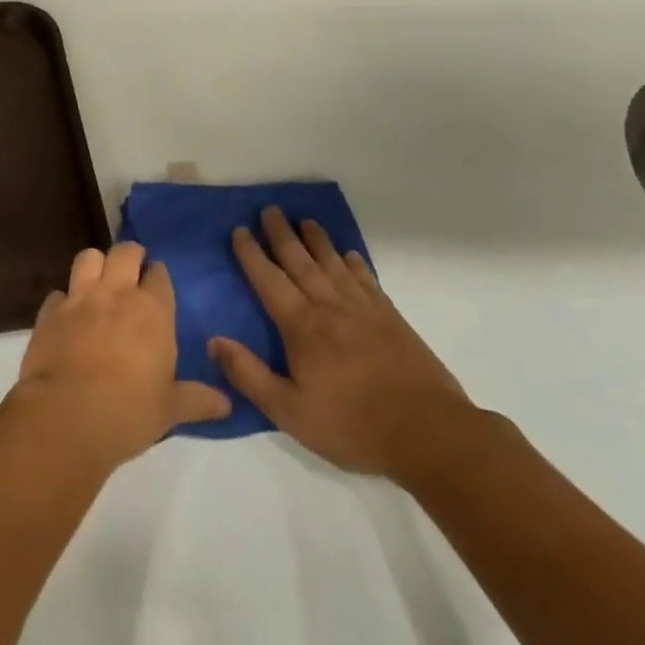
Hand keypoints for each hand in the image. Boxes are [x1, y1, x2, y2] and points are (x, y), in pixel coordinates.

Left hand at [14, 242, 230, 467]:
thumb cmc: (128, 412)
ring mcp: (79, 298)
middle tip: (132, 270)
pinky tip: (67, 316)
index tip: (157, 283)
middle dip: (130, 255)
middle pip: (125, 252)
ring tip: (99, 281)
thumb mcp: (170, 409)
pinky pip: (58, 293)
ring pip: (88, 258)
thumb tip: (226, 404)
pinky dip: (64, 300)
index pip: (159, 274)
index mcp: (152, 311)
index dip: (158, 275)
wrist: (66, 416)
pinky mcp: (49, 312)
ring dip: (95, 264)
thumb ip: (198, 400)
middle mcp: (116, 293)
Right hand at [209, 208, 480, 483]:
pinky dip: (355, 264)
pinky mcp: (392, 320)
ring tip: (306, 221)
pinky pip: (367, 281)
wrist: (430, 434)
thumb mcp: (290, 411)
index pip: (269, 280)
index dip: (251, 254)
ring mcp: (364, 310)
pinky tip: (349, 256)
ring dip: (318, 240)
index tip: (240, 230)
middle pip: (300, 261)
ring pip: (334, 264)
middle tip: (270, 209)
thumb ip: (249, 375)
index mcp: (302, 326)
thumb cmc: (352, 425)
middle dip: (282, 234)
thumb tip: (214, 341)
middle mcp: (329, 307)